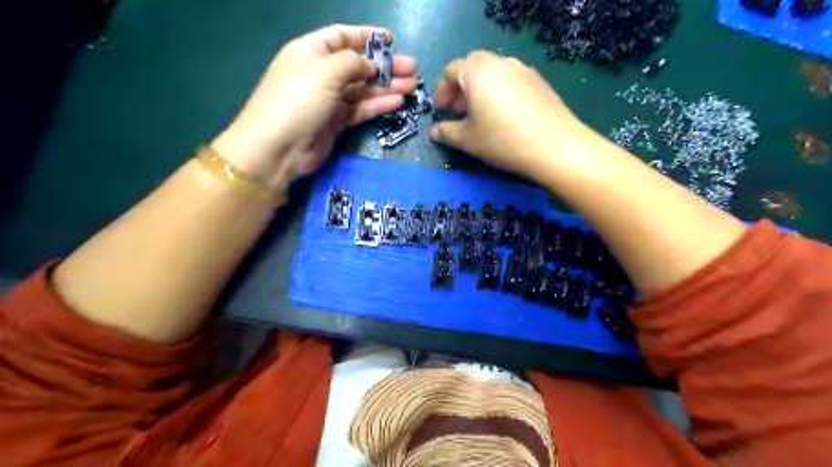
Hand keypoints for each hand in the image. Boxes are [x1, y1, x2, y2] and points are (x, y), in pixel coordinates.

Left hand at [209, 22, 414, 191]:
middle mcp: (321, 74)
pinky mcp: (337, 122)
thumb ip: (352, 62)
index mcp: (312, 52)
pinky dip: (378, 105)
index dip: (366, 36)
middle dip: (385, 66)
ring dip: (387, 87)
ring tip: (412, 86)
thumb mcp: (324, 71)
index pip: (342, 37)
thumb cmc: (298, 101)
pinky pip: (361, 109)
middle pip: (358, 65)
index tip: (391, 40)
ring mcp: (329, 100)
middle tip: (412, 69)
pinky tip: (398, 102)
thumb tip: (371, 65)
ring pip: (363, 89)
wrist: (279, 149)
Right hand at [430, 52, 598, 180]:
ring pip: (493, 72)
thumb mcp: (468, 140)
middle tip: (460, 111)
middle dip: (461, 87)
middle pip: (473, 67)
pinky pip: (511, 80)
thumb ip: (446, 132)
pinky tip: (505, 116)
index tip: (442, 111)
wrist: (554, 146)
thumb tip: (435, 131)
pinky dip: (500, 91)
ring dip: (481, 89)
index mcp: (477, 71)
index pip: (451, 70)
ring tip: (482, 115)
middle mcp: (499, 63)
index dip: (443, 90)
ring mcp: (522, 69)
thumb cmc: (502, 140)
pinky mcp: (539, 81)